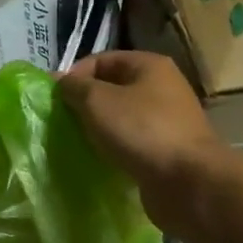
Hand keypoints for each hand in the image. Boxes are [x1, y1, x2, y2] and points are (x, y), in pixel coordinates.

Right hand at [58, 51, 228, 228]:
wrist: (188, 182)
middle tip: (62, 122)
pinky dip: (114, 148)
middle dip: (85, 103)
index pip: (102, 60)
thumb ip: (75, 88)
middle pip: (112, 88)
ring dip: (99, 128)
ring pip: (121, 117)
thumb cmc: (141, 131)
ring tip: (77, 142)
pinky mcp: (167, 150)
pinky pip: (132, 142)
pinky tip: (99, 160)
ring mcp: (168, 120)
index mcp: (149, 66)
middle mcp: (162, 87)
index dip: (75, 75)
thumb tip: (61, 82)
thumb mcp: (97, 101)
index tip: (53, 99)